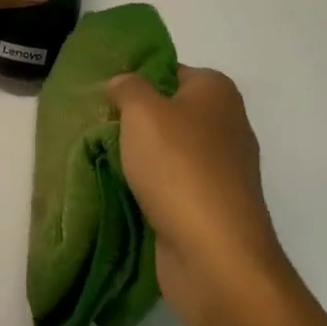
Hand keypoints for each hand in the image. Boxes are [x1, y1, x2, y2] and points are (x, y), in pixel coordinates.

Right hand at [109, 66, 290, 325]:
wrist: (214, 255)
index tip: (105, 95)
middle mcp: (228, 124)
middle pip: (170, 111)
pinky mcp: (214, 206)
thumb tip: (123, 83)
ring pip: (171, 150)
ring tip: (103, 158)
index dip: (137, 79)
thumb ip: (128, 86)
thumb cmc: (178, 167)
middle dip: (136, 120)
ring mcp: (224, 169)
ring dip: (141, 156)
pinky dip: (152, 186)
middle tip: (99, 125)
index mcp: (217, 91)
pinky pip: (174, 184)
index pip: (170, 71)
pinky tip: (124, 190)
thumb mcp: (142, 111)